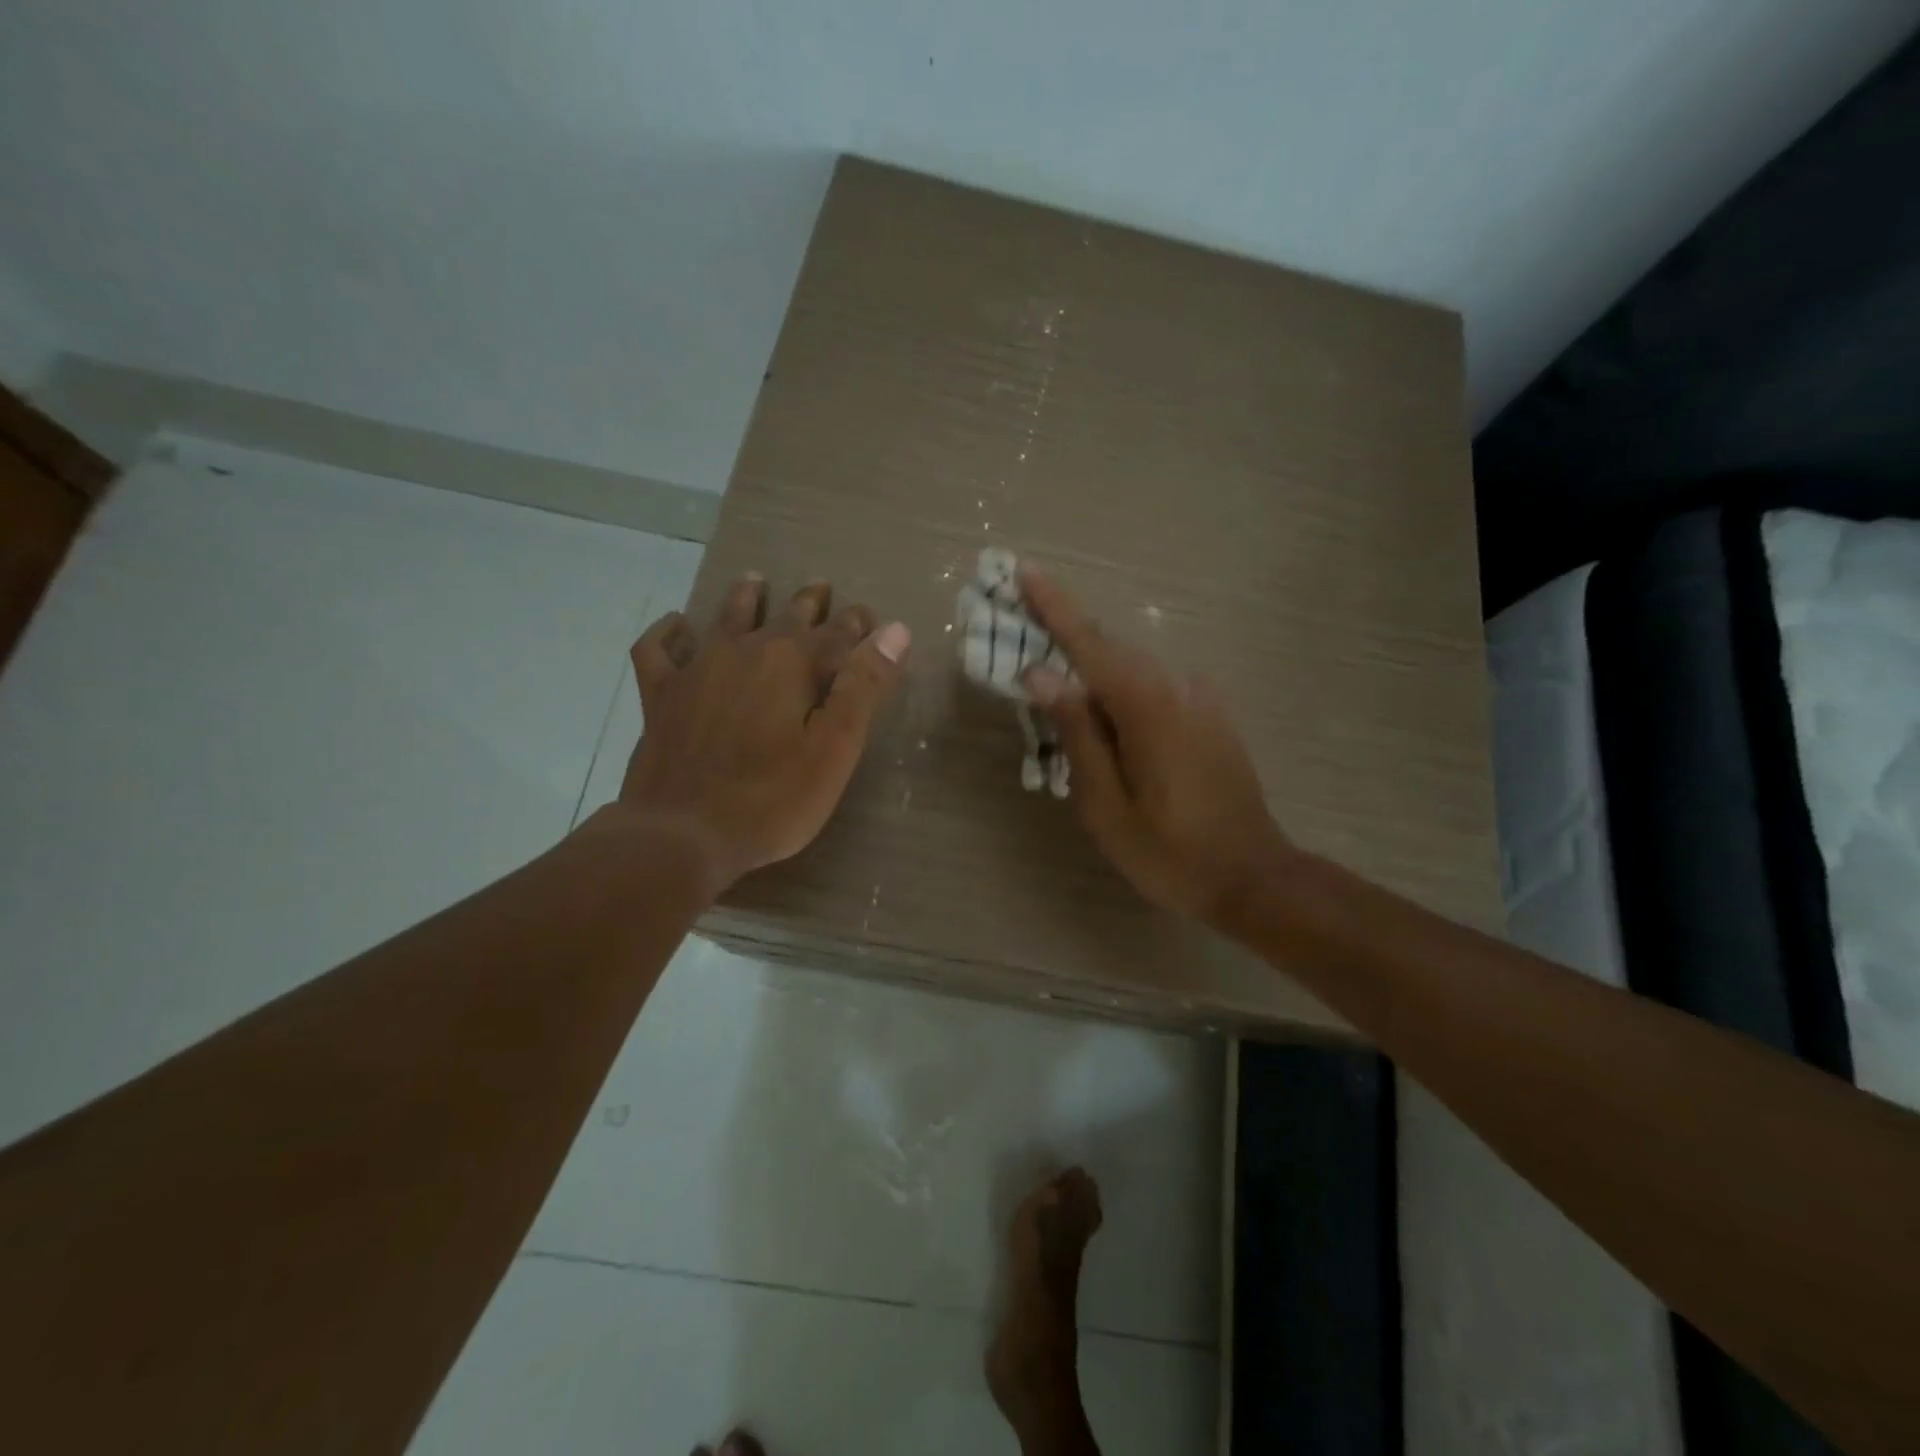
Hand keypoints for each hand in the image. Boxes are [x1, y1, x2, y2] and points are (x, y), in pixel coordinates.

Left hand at [617, 575, 909, 889]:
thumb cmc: (772, 799)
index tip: (870, 618)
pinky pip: (658, 650)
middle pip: (786, 617)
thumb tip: (896, 630)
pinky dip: (668, 633)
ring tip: (756, 582)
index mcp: (793, 663)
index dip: (858, 624)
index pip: (837, 633)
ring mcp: (697, 668)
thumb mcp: (834, 748)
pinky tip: (676, 624)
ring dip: (746, 598)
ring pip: (726, 618)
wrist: (682, 834)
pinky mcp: (661, 695)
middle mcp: (746, 651)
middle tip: (822, 589)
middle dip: (810, 603)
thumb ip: (864, 686)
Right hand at [1019, 567, 1290, 928]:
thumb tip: (1042, 674)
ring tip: (1055, 686)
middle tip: (1024, 629)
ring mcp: (1199, 702)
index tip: (1025, 571)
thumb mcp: (1106, 804)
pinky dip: (1121, 692)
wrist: (1254, 878)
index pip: (1089, 644)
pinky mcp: (1211, 718)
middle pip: (1110, 651)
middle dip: (1066, 635)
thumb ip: (1077, 733)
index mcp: (1145, 707)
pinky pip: (1154, 690)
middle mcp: (1176, 689)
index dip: (1054, 607)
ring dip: (1092, 670)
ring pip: (1132, 671)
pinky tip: (1107, 720)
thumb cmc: (1169, 852)